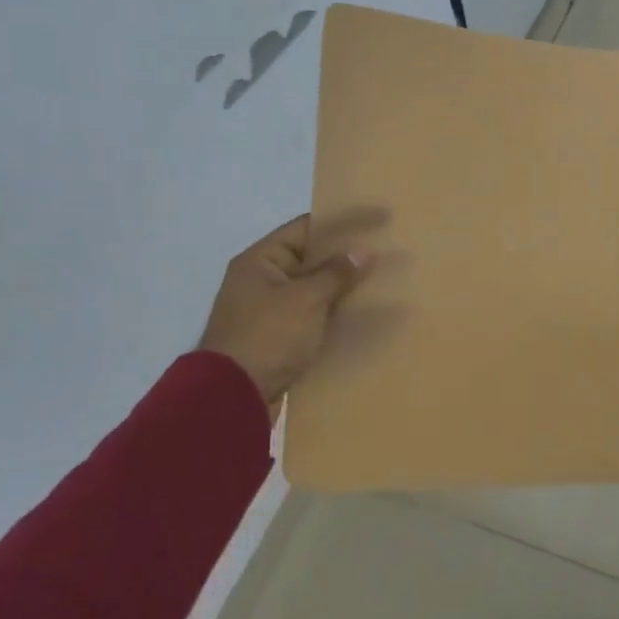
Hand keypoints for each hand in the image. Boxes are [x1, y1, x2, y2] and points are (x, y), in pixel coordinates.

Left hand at [200, 215, 371, 406]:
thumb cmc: (268, 336)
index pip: (306, 228)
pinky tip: (363, 315)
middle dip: (346, 256)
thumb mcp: (305, 299)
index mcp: (260, 260)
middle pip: (311, 258)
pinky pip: (313, 315)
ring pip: (314, 289)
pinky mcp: (279, 338)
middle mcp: (262, 280)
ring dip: (343, 287)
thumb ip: (336, 273)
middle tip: (386, 250)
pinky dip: (335, 313)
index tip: (377, 220)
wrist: (232, 397)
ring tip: (382, 281)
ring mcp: (269, 311)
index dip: (343, 222)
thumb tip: (362, 252)